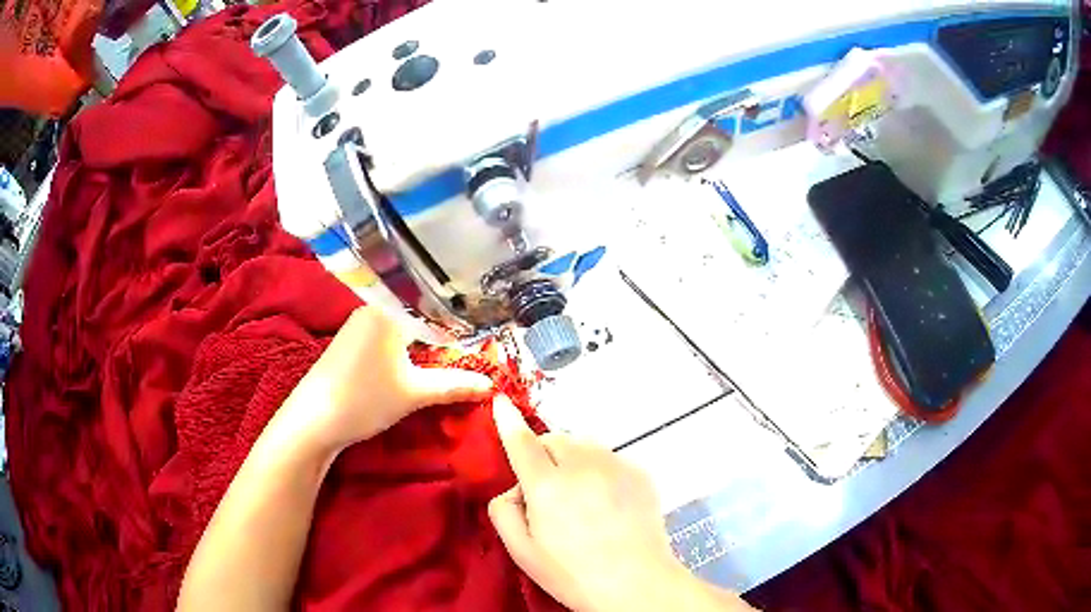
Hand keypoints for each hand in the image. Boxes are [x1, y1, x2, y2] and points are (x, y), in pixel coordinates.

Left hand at [279, 306, 493, 453]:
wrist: (313, 420)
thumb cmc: (364, 399)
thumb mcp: (414, 393)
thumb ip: (454, 385)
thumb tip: (491, 385)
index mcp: (389, 309)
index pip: (437, 312)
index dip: (463, 330)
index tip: (486, 344)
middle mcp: (374, 308)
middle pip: (421, 318)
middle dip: (446, 338)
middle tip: (474, 354)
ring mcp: (360, 324)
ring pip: (405, 329)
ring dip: (426, 346)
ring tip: (452, 360)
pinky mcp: (352, 341)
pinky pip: (389, 338)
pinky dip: (407, 351)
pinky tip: (418, 366)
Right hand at [488, 396, 732, 611]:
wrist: (636, 583)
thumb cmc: (572, 574)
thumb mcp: (521, 552)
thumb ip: (503, 512)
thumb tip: (514, 489)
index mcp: (548, 487)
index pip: (522, 442)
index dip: (508, 421)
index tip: (501, 402)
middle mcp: (582, 466)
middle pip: (554, 439)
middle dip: (543, 454)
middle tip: (547, 490)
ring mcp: (616, 466)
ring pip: (584, 446)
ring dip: (572, 460)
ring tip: (579, 497)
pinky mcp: (640, 473)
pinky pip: (610, 459)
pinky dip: (599, 470)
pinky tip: (606, 503)